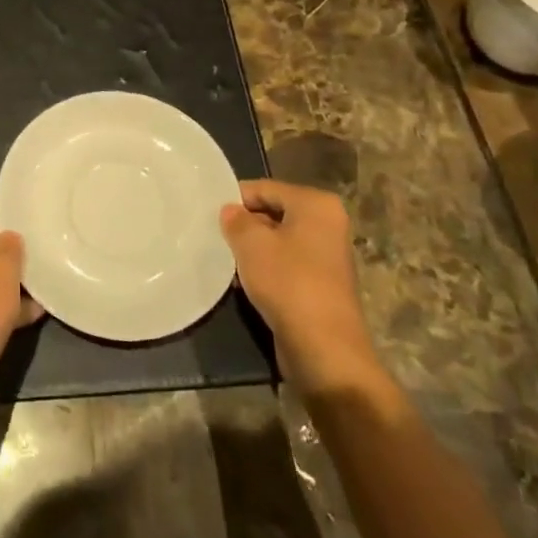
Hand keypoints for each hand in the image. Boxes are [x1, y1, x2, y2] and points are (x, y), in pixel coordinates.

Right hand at [221, 180, 383, 396]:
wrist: (324, 349)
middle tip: (215, 235)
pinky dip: (266, 270)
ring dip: (253, 250)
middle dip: (245, 224)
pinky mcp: (321, 285)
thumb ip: (235, 220)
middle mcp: (327, 224)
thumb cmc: (288, 282)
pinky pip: (286, 265)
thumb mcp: (251, 243)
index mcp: (316, 205)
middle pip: (273, 213)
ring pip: (278, 241)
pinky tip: (244, 282)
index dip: (235, 199)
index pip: (265, 188)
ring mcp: (327, 256)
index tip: (209, 213)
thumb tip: (230, 211)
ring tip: (226, 259)